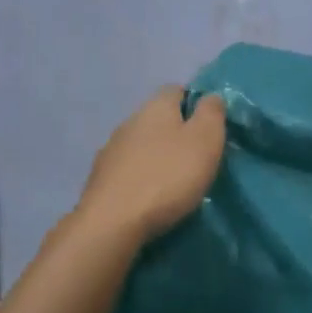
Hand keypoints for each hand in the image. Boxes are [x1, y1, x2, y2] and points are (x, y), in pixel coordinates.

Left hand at [77, 88, 226, 244]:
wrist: (112, 222)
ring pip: (141, 144)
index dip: (195, 104)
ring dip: (157, 157)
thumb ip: (211, 113)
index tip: (210, 129)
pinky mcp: (100, 178)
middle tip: (197, 159)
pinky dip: (141, 178)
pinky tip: (150, 197)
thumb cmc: (167, 176)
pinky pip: (128, 170)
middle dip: (176, 133)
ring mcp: (111, 149)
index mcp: (156, 106)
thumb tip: (210, 96)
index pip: (177, 90)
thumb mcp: (205, 141)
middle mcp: (130, 120)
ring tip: (175, 182)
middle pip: (158, 118)